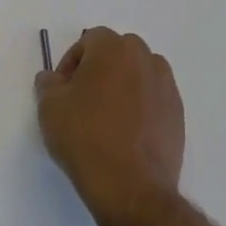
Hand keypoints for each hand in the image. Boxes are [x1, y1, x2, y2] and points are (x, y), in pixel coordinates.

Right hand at [34, 27, 184, 225]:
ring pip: (140, 72)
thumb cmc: (85, 138)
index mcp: (113, 49)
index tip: (62, 89)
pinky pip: (154, 98)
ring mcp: (166, 86)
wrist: (130, 186)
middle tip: (83, 98)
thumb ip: (48, 83)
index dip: (71, 62)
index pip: (89, 40)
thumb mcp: (50, 108)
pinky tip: (127, 133)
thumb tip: (52, 78)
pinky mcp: (177, 113)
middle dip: (99, 68)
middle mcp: (144, 59)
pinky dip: (141, 105)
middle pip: (118, 51)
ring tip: (107, 115)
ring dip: (123, 84)